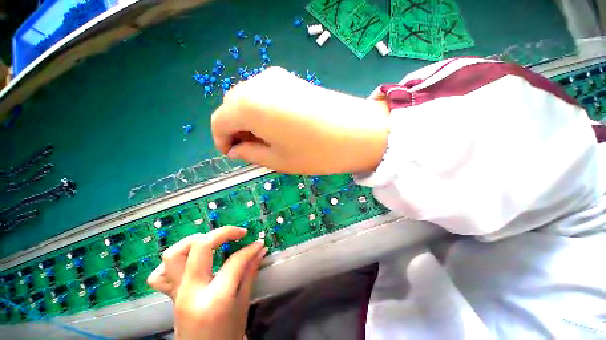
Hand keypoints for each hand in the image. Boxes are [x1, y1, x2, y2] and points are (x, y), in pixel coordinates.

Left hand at [147, 227, 267, 339]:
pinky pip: (160, 274)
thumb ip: (250, 272)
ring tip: (213, 241)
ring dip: (195, 241)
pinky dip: (174, 263)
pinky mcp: (170, 296)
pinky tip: (190, 262)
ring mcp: (177, 294)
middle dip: (223, 233)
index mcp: (215, 299)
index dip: (250, 249)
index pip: (235, 261)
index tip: (259, 243)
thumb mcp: (243, 304)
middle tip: (239, 233)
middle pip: (201, 247)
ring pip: (174, 254)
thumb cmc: (229, 334)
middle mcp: (192, 292)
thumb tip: (260, 249)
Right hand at [211, 67, 389, 174]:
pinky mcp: (292, 79)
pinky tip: (277, 125)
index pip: (219, 121)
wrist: (358, 132)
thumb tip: (235, 149)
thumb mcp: (278, 160)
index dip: (221, 140)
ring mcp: (277, 78)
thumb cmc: (316, 152)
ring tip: (265, 139)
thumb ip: (250, 153)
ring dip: (249, 119)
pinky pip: (265, 94)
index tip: (232, 155)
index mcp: (249, 106)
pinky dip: (262, 111)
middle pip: (232, 106)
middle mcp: (258, 84)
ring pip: (248, 99)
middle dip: (235, 129)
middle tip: (250, 148)